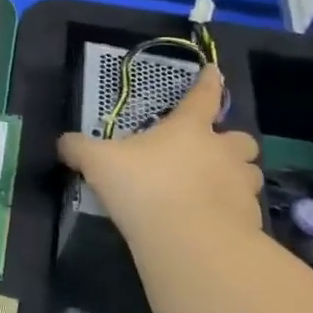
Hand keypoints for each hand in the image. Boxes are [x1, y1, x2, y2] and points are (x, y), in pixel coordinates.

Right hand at [58, 67, 261, 250]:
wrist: (189, 241)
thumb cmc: (144, 187)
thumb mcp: (98, 162)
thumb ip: (79, 148)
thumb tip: (63, 142)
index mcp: (189, 129)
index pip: (203, 96)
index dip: (208, 82)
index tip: (214, 71)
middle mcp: (222, 152)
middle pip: (241, 140)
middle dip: (231, 143)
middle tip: (212, 153)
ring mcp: (240, 187)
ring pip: (249, 174)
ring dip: (236, 177)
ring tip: (214, 188)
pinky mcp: (249, 221)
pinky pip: (245, 209)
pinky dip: (232, 211)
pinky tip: (212, 222)